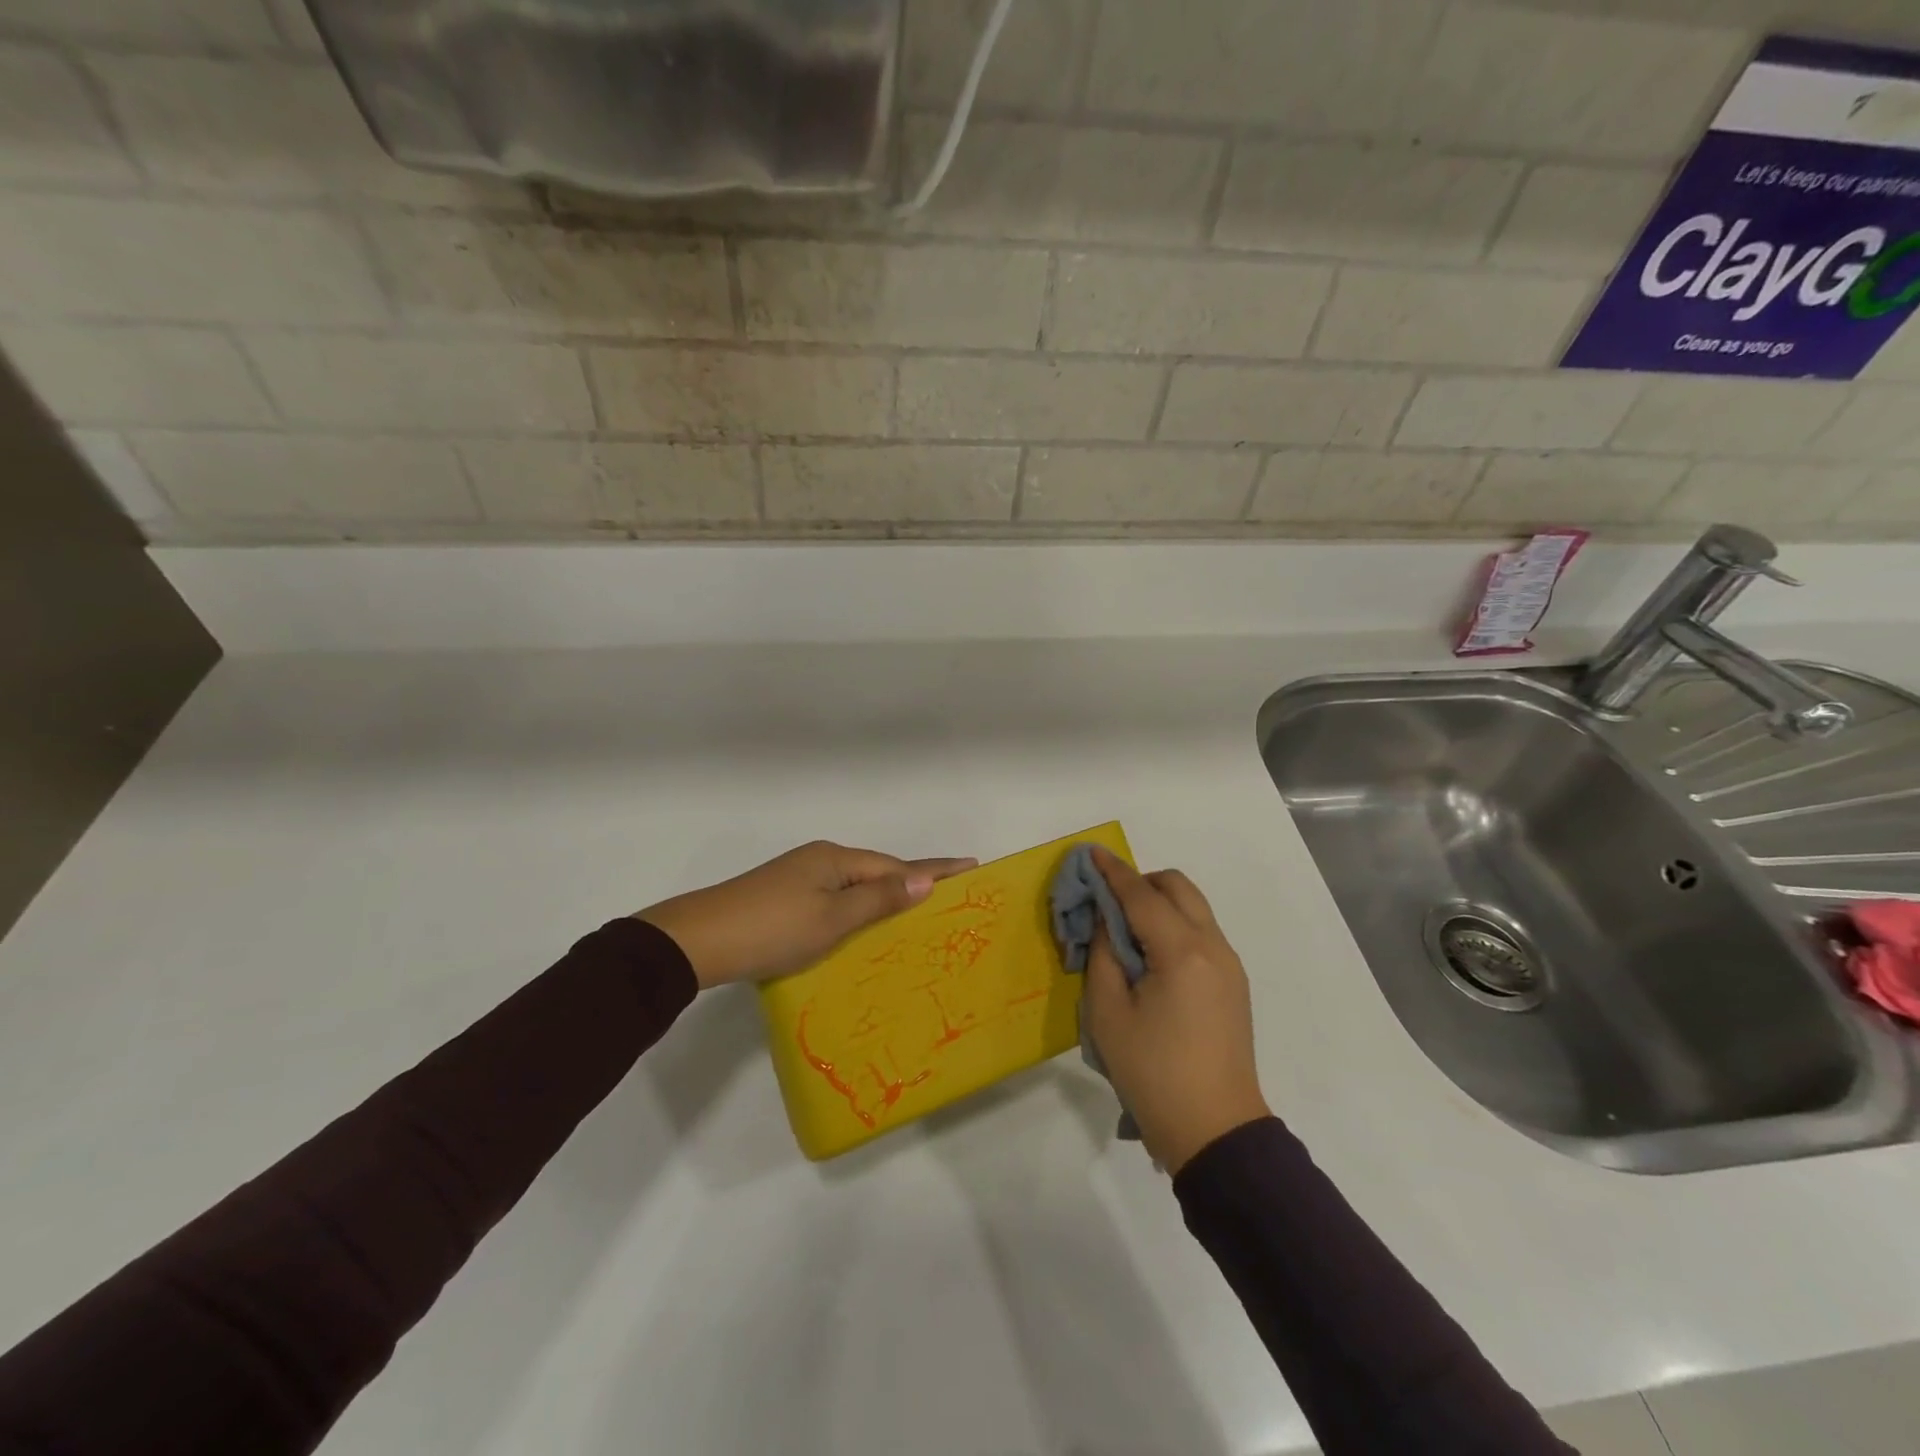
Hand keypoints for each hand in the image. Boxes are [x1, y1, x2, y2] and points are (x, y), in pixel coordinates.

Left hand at [638, 841, 976, 989]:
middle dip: (913, 880)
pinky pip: (836, 898)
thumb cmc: (772, 929)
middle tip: (951, 892)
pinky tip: (865, 925)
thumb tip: (925, 878)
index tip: (971, 865)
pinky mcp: (784, 899)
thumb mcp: (832, 918)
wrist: (698, 942)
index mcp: (835, 859)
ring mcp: (799, 878)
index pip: (897, 864)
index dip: (935, 869)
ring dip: (885, 896)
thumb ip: (878, 899)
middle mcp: (820, 860)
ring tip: (917, 911)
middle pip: (877, 870)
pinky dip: (858, 909)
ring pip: (855, 886)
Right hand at [1082, 848, 1269, 1172]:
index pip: (1142, 895)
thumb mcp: (1108, 1013)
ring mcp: (1229, 965)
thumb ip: (1104, 954)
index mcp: (1182, 952)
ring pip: (1193, 908)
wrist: (1215, 1132)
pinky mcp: (1233, 983)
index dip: (1113, 872)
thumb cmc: (1152, 1073)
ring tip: (1125, 930)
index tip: (1090, 852)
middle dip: (1141, 881)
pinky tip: (1150, 956)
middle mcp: (1213, 947)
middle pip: (1177, 888)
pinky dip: (1173, 925)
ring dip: (1159, 903)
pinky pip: (1201, 933)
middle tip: (1107, 901)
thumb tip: (1107, 920)